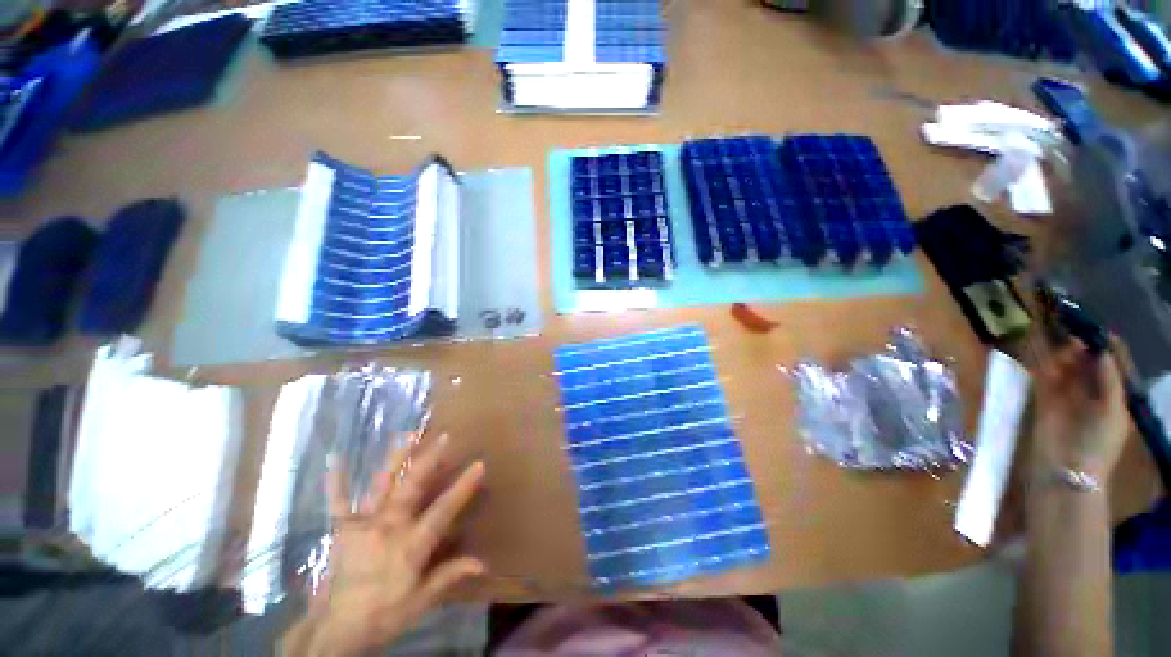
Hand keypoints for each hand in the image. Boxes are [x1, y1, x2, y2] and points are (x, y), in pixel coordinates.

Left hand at [287, 434, 485, 656]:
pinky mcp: (342, 528)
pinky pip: (338, 501)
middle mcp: (389, 526)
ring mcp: (363, 523)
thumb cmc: (382, 614)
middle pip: (412, 487)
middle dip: (429, 460)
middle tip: (443, 436)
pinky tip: (335, 458)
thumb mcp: (420, 602)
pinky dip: (337, 480)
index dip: (463, 486)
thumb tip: (483, 564)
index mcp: (410, 544)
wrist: (333, 630)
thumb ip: (449, 577)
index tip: (479, 464)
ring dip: (395, 458)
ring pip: (382, 484)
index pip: (443, 510)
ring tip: (408, 434)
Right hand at [1032, 339, 1128, 482]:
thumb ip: (1109, 380)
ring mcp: (1066, 397)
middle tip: (1072, 332)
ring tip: (1058, 341)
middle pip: (1085, 363)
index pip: (1109, 365)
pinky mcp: (1043, 400)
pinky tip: (1040, 351)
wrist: (1066, 469)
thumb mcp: (1112, 411)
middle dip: (1080, 347)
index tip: (1094, 329)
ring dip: (1062, 354)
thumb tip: (1100, 349)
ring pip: (1064, 367)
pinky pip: (1043, 377)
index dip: (1104, 347)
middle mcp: (1090, 392)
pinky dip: (1042, 363)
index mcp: (1113, 395)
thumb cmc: (1098, 442)